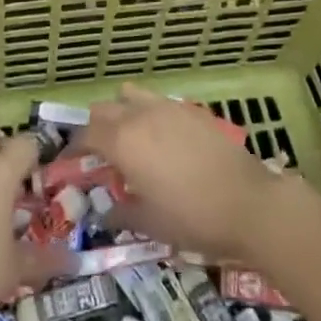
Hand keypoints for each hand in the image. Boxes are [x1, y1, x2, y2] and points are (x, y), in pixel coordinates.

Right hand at [81, 83, 283, 260]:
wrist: (251, 204)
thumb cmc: (194, 218)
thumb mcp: (150, 225)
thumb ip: (121, 214)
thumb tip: (105, 212)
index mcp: (122, 142)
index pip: (85, 134)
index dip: (73, 147)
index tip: (70, 161)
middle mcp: (140, 116)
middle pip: (103, 109)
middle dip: (95, 128)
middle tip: (98, 153)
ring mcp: (168, 107)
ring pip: (130, 95)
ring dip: (121, 111)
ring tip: (129, 137)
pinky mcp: (192, 110)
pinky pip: (159, 101)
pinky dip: (149, 112)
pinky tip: (162, 138)